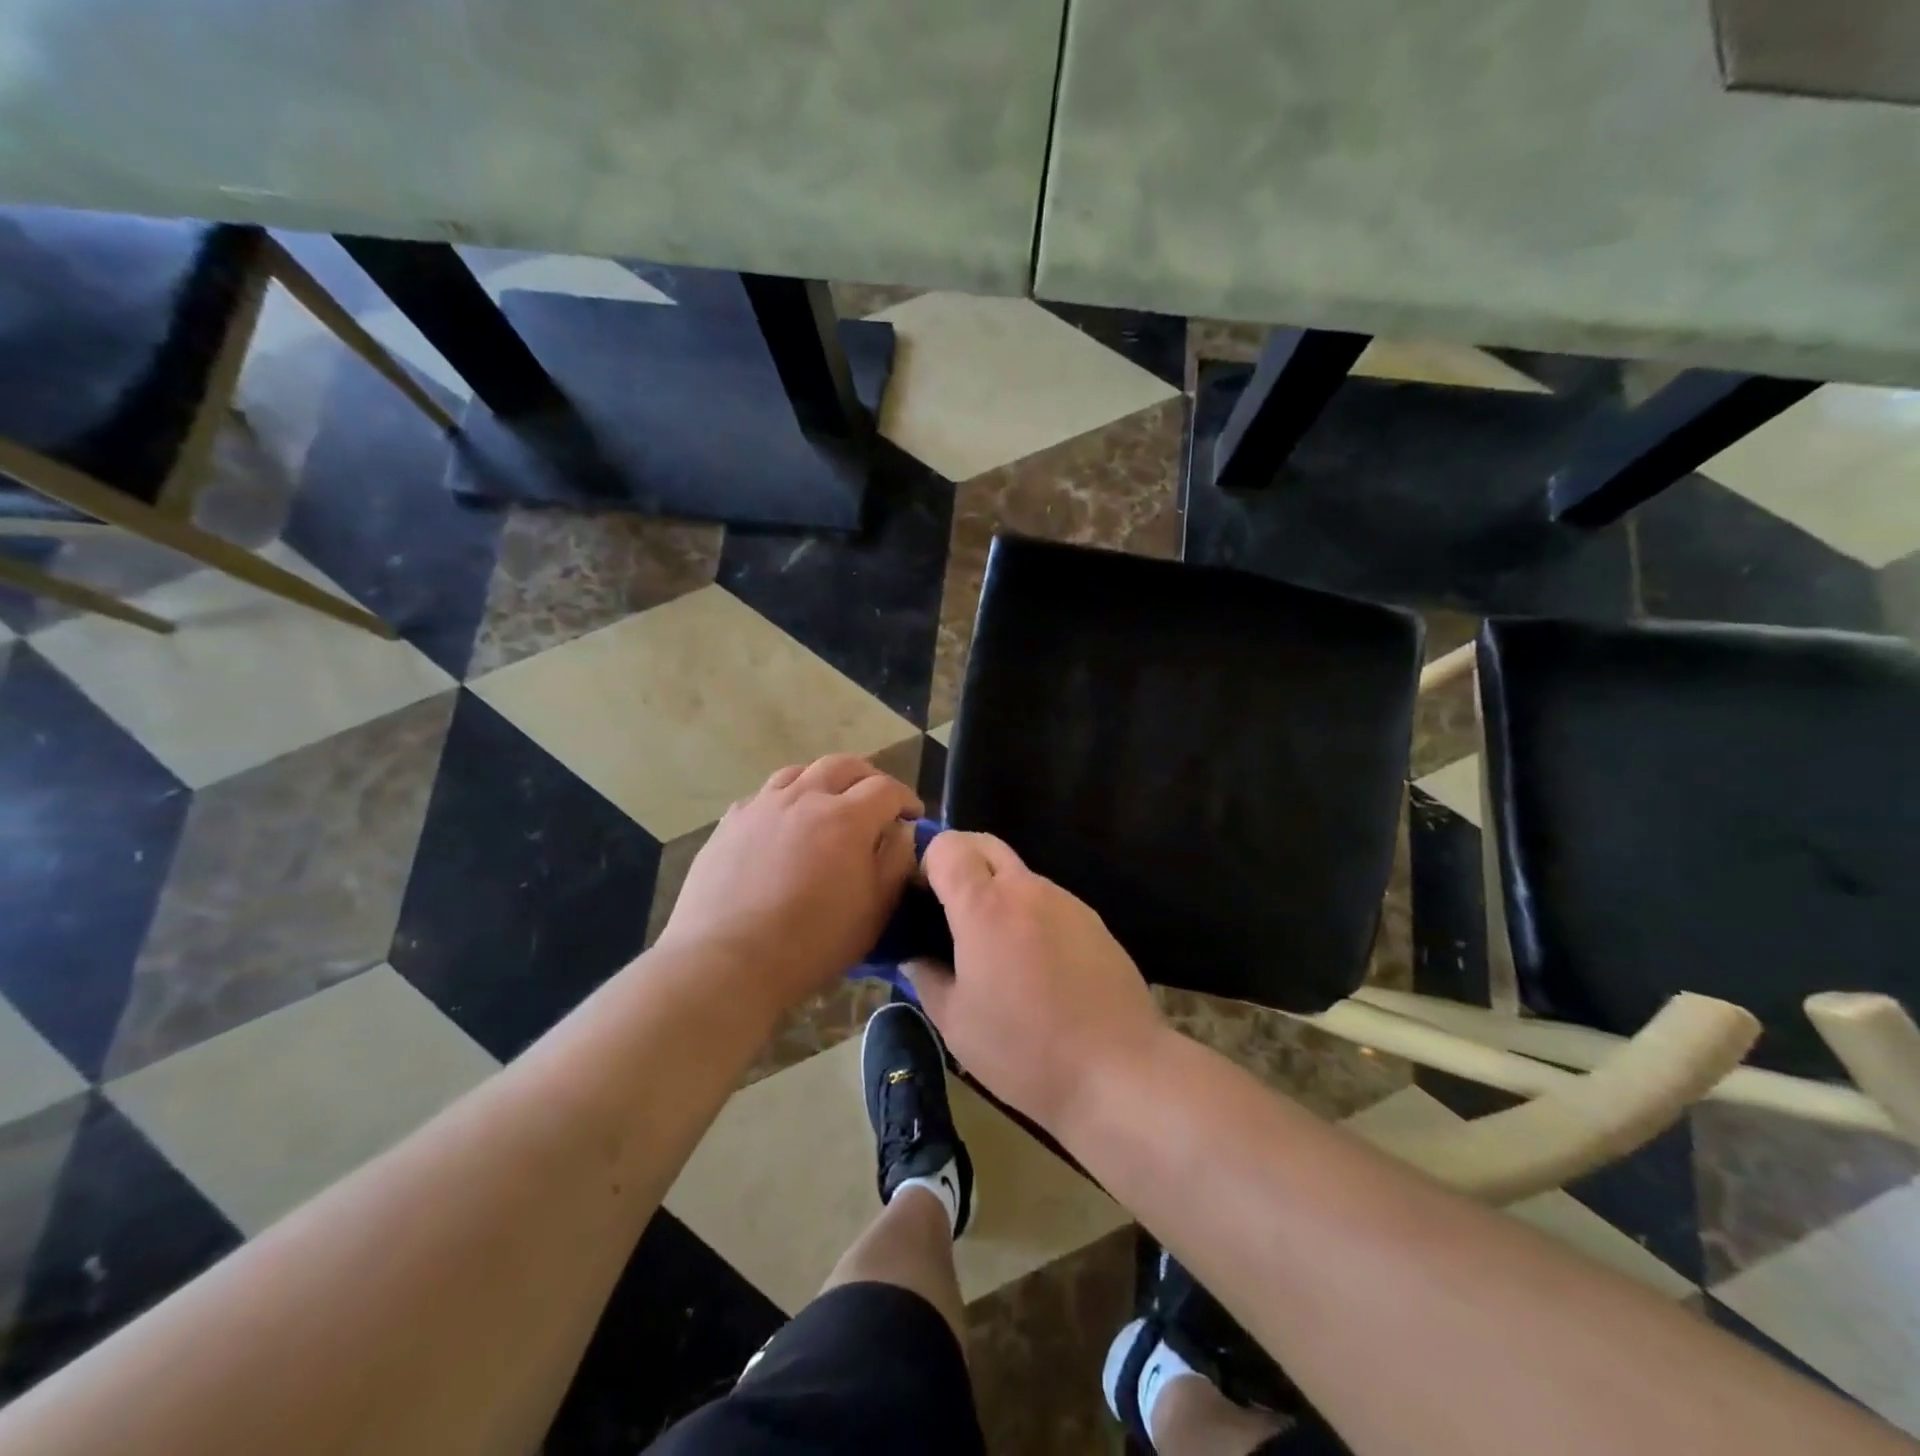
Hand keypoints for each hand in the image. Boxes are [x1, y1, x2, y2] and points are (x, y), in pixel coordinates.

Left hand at [658, 755, 920, 1010]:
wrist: (727, 960)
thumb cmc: (812, 942)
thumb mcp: (875, 911)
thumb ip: (896, 863)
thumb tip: (901, 832)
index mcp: (846, 818)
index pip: (886, 788)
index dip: (906, 799)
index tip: (913, 816)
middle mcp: (804, 798)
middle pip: (844, 765)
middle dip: (869, 778)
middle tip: (877, 801)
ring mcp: (762, 806)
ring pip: (801, 772)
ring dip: (825, 781)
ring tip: (829, 804)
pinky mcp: (730, 822)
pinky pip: (765, 795)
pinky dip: (786, 800)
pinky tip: (785, 825)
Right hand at [906, 832, 1165, 1130]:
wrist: (1118, 1070)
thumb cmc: (1024, 1049)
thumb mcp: (956, 1023)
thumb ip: (926, 977)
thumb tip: (913, 955)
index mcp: (985, 906)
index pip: (949, 845)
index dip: (928, 862)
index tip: (922, 900)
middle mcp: (1027, 889)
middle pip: (985, 844)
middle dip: (960, 862)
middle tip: (950, 913)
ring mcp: (1065, 901)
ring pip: (1018, 874)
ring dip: (997, 893)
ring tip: (995, 951)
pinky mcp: (1093, 920)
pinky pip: (1047, 901)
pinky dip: (1029, 915)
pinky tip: (1036, 966)